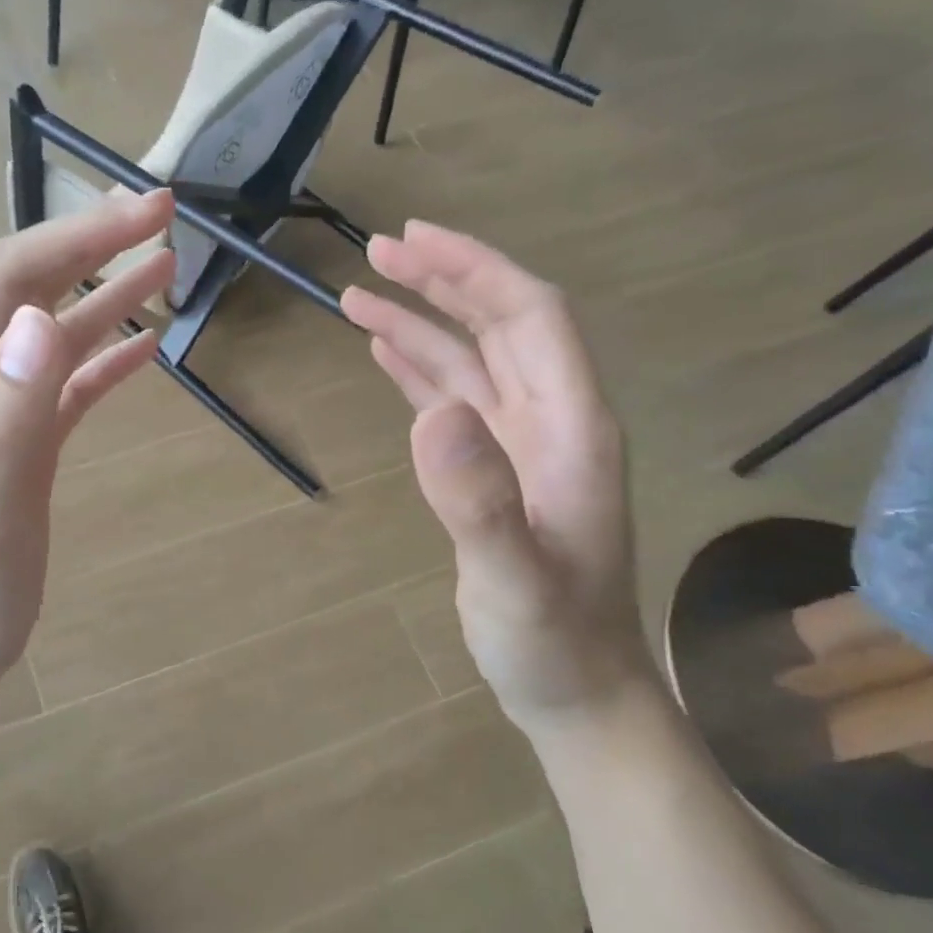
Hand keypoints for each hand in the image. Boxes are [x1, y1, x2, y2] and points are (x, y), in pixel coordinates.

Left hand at [0, 191, 176, 684]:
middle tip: (162, 217)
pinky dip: (102, 355)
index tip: (145, 213)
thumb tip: (38, 320)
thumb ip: (5, 418)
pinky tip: (143, 347)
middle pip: (28, 288)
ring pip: (52, 331)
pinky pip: (64, 382)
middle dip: (92, 245)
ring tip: (165, 266)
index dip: (75, 237)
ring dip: (105, 294)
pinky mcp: (19, 441)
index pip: (10, 278)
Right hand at [342, 221, 657, 731]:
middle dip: (443, 280)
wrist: (574, 691)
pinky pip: (452, 400)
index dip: (477, 269)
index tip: (415, 240)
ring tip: (358, 293)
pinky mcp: (490, 471)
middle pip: (499, 324)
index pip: (531, 318)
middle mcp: (549, 421)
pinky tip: (385, 350)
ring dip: (420, 321)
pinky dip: (418, 368)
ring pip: (469, 360)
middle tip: (376, 251)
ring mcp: (518, 446)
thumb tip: (431, 413)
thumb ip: (479, 500)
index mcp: (570, 428)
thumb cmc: (552, 641)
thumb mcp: (514, 580)